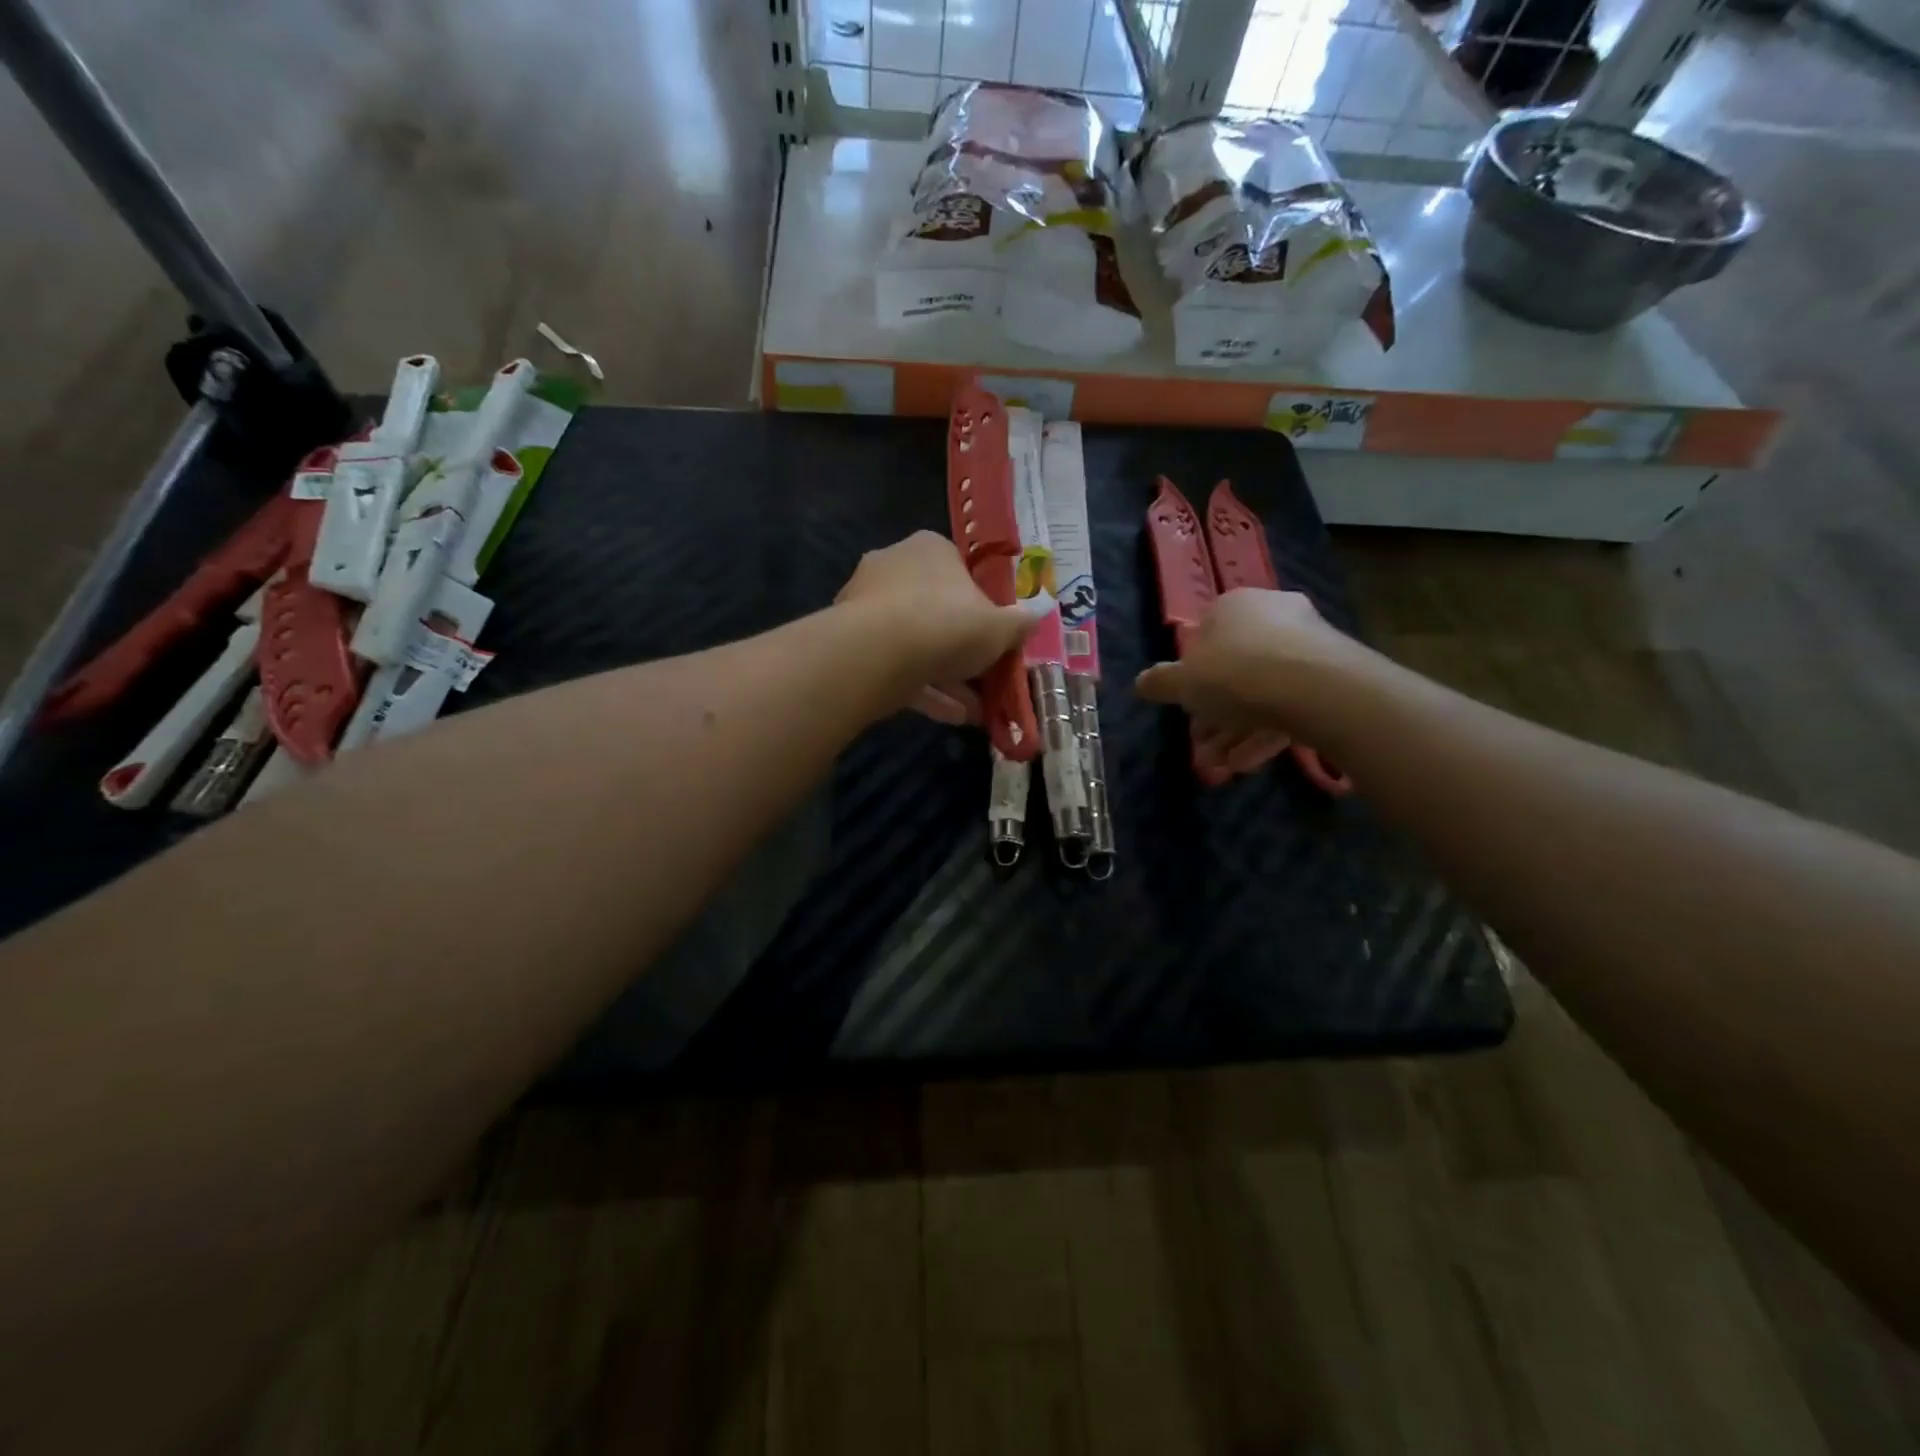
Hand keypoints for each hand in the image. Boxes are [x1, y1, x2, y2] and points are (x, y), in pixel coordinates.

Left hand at [835, 531, 1040, 720]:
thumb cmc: (947, 623)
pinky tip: (950, 716)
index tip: (994, 636)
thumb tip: (1036, 616)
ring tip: (974, 710)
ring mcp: (866, 605)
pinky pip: (895, 665)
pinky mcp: (851, 642)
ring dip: (946, 677)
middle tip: (985, 678)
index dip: (981, 606)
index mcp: (929, 549)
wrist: (877, 653)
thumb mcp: (1000, 627)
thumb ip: (1019, 623)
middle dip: (962, 649)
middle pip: (935, 610)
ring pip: (915, 643)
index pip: (959, 571)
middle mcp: (893, 568)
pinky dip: (922, 689)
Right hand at [1135, 588, 1361, 772]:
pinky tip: (1248, 764)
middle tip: (1202, 747)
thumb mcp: (1183, 683)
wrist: (1317, 688)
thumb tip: (1140, 683)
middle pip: (1234, 669)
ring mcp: (1306, 644)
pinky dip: (1265, 733)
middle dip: (1215, 714)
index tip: (1186, 709)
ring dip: (1236, 731)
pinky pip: (1289, 704)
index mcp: (1234, 606)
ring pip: (1261, 692)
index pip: (1205, 637)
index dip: (1191, 677)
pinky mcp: (1332, 675)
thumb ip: (1160, 683)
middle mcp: (1272, 615)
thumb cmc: (1236, 673)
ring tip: (1221, 767)